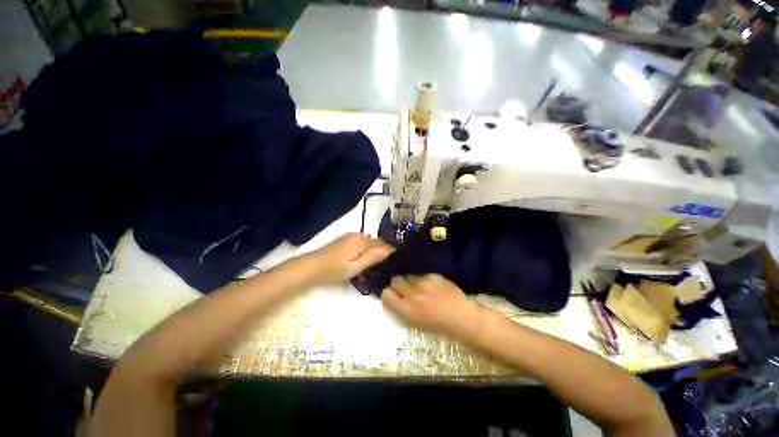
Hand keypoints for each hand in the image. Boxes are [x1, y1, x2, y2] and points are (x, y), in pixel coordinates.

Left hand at [304, 233, 391, 283]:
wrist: (312, 266)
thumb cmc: (334, 269)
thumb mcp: (356, 267)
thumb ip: (373, 257)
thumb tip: (390, 249)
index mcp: (362, 240)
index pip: (382, 242)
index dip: (387, 251)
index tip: (388, 263)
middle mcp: (357, 235)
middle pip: (375, 242)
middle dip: (378, 253)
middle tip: (376, 268)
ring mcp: (349, 237)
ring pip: (367, 243)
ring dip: (369, 253)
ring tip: (366, 267)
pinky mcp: (344, 240)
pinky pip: (359, 243)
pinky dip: (362, 251)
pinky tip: (357, 262)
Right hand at [381, 274, 481, 338]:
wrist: (463, 318)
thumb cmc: (439, 327)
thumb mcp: (415, 323)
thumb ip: (402, 309)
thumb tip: (393, 298)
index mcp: (407, 310)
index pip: (386, 294)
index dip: (388, 294)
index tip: (393, 295)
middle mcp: (413, 294)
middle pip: (396, 280)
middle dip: (398, 284)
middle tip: (405, 289)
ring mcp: (424, 282)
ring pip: (409, 275)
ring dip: (411, 281)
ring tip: (420, 287)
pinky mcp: (434, 275)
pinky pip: (422, 274)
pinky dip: (424, 279)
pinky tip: (432, 286)